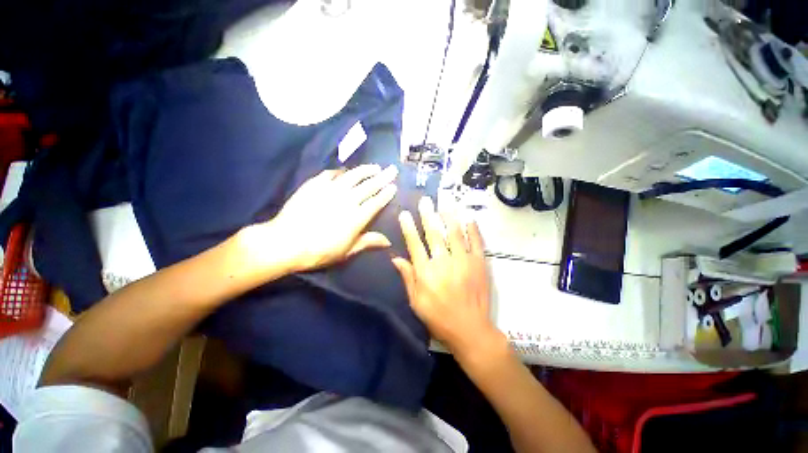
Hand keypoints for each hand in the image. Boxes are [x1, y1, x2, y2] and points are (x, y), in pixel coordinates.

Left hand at [242, 165, 397, 273]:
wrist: (286, 242)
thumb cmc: (319, 251)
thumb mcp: (347, 251)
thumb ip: (368, 242)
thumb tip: (388, 241)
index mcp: (357, 217)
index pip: (376, 202)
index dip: (386, 194)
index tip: (394, 186)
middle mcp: (347, 200)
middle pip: (369, 186)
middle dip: (383, 177)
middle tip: (392, 169)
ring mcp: (331, 190)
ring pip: (353, 176)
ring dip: (365, 170)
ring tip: (374, 167)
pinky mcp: (315, 185)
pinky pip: (330, 174)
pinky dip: (339, 171)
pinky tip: (344, 171)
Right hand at [392, 196, 504, 359]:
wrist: (470, 329)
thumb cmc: (438, 318)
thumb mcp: (416, 302)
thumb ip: (407, 277)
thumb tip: (396, 258)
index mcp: (426, 272)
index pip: (414, 244)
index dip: (409, 227)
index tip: (405, 214)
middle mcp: (443, 262)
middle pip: (434, 234)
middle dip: (428, 215)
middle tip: (425, 200)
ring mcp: (463, 261)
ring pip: (455, 233)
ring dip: (449, 215)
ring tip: (446, 200)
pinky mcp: (479, 264)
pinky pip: (476, 242)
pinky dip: (473, 229)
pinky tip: (469, 217)